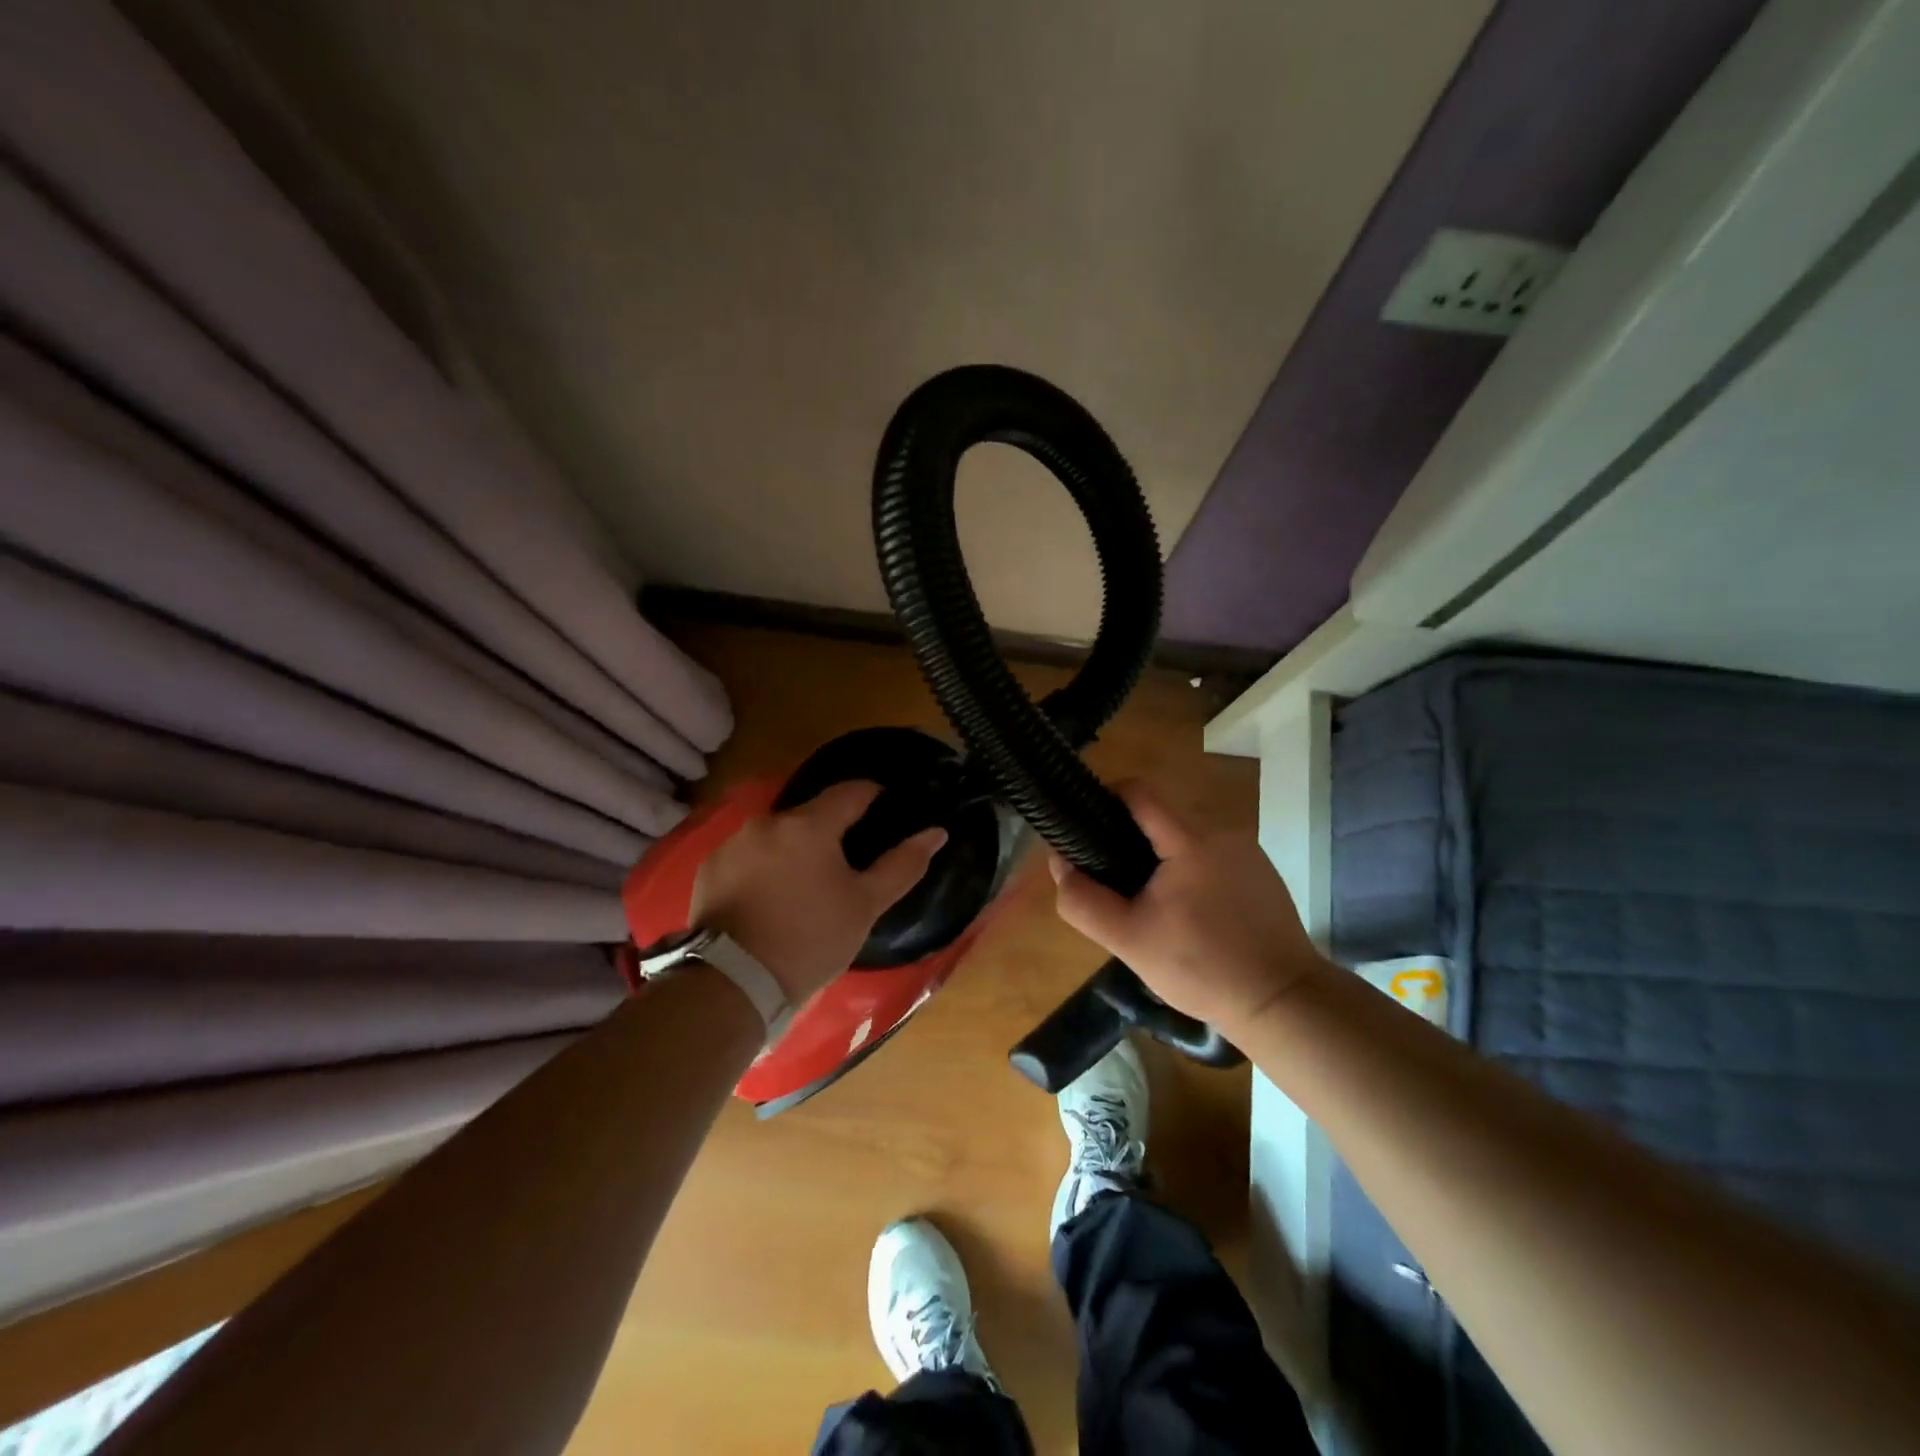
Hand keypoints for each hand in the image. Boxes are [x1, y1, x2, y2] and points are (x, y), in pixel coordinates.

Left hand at [691, 781, 947, 1002]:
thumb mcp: (865, 906)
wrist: (733, 982)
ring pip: (778, 833)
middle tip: (847, 861)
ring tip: (807, 881)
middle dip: (832, 828)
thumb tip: (936, 832)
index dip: (873, 795)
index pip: (851, 791)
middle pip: (811, 813)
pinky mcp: (711, 866)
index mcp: (810, 825)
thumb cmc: (810, 940)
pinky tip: (772, 895)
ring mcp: (734, 842)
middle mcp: (769, 821)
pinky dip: (766, 864)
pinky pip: (749, 853)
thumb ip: (902, 864)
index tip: (886, 808)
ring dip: (796, 846)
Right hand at [1049, 782, 1330, 1036]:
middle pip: (1161, 815)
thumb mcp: (1129, 940)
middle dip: (1129, 839)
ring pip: (1186, 837)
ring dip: (1159, 858)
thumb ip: (1083, 900)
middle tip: (1114, 882)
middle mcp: (1223, 832)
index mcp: (1191, 840)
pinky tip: (1188, 914)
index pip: (1140, 790)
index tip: (1087, 829)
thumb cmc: (1202, 968)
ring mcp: (1247, 852)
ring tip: (1150, 903)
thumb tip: (1060, 863)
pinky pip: (1211, 855)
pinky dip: (1189, 871)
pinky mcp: (1262, 873)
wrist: (1282, 1002)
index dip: (1106, 798)